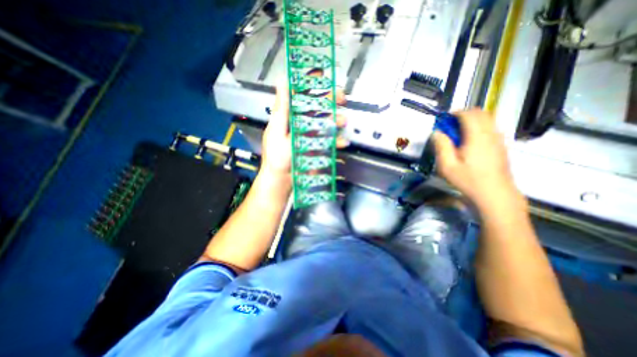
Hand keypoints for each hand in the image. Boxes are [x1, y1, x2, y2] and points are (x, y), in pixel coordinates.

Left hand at [259, 84, 346, 180]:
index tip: (321, 73)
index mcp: (290, 116)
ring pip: (326, 122)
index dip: (310, 83)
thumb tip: (282, 81)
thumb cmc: (277, 156)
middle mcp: (301, 123)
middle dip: (330, 100)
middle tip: (342, 97)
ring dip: (336, 119)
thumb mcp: (277, 130)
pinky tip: (342, 142)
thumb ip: (282, 108)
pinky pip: (329, 141)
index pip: (300, 95)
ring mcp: (311, 135)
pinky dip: (336, 141)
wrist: (282, 180)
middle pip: (317, 107)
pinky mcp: (317, 147)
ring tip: (343, 121)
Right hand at [433, 109, 521, 208]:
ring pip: (488, 119)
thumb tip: (437, 133)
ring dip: (473, 120)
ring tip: (458, 132)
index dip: (456, 113)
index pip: (469, 114)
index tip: (444, 118)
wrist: (495, 194)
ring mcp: (499, 140)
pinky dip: (480, 127)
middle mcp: (491, 134)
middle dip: (465, 114)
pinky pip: (491, 128)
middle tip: (450, 124)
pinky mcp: (501, 146)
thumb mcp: (447, 166)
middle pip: (481, 113)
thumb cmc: (468, 180)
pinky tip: (470, 141)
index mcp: (477, 137)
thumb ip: (441, 146)